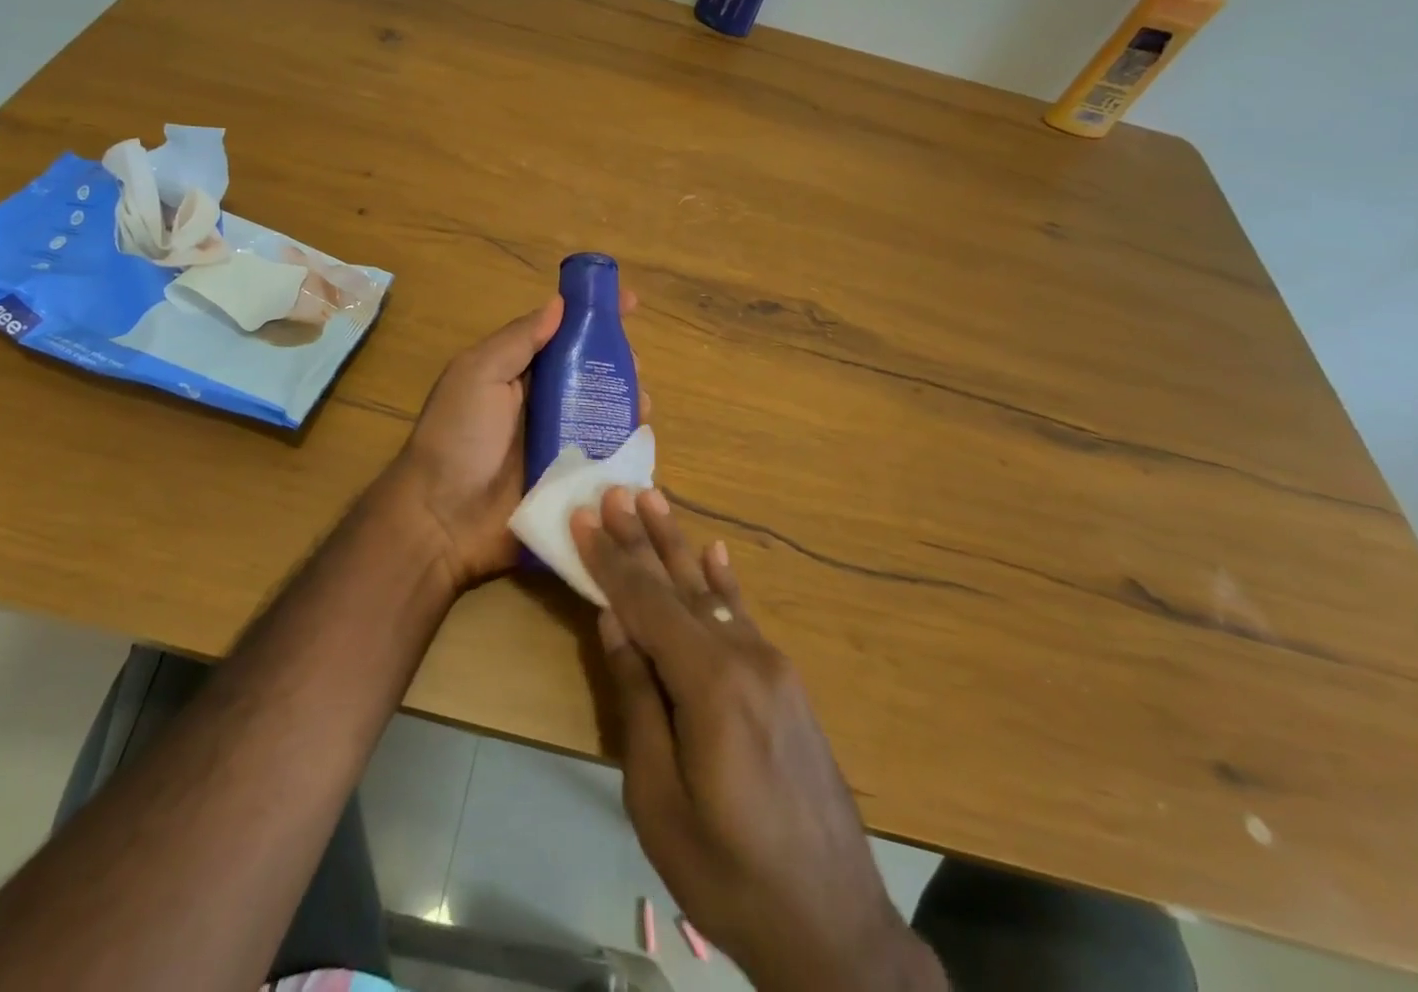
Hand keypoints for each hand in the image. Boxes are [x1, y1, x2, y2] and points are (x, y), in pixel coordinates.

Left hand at [379, 287, 641, 591]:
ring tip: (640, 404)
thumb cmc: (457, 437)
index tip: (630, 303)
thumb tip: (559, 303)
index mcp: (520, 376)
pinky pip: (608, 460)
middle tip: (634, 366)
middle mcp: (544, 406)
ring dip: (629, 404)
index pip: (564, 338)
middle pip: (593, 376)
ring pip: (606, 416)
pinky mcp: (573, 484)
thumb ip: (518, 340)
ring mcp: (560, 446)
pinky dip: (628, 448)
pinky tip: (640, 441)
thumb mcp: (478, 374)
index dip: (595, 319)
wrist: (442, 520)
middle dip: (619, 364)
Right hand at [574, 490, 944, 991]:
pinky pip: (745, 618)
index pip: (646, 603)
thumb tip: (614, 621)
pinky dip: (726, 582)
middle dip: (641, 538)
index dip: (610, 560)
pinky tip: (717, 552)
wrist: (833, 927)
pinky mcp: (785, 684)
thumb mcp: (658, 797)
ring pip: (711, 592)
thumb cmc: (727, 871)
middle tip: (615, 490)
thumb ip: (639, 699)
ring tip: (654, 499)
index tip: (584, 516)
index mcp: (710, 684)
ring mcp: (772, 667)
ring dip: (678, 545)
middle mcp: (744, 657)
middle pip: (679, 585)